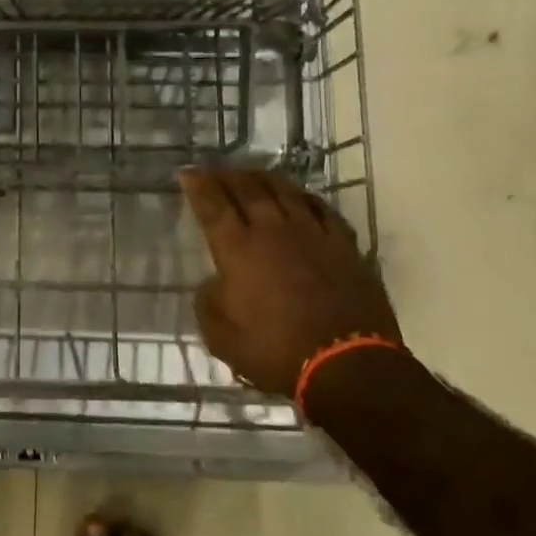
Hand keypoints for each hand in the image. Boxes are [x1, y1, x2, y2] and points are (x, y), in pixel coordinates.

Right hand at [178, 169, 400, 397]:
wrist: (348, 365)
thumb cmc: (276, 352)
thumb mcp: (221, 338)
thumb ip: (209, 304)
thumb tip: (213, 284)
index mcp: (238, 249)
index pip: (212, 205)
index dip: (197, 185)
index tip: (187, 173)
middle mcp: (272, 230)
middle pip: (246, 189)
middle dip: (226, 175)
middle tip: (214, 170)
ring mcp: (312, 233)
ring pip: (284, 190)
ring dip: (263, 177)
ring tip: (251, 174)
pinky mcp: (344, 244)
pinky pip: (321, 208)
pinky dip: (305, 197)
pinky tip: (300, 196)